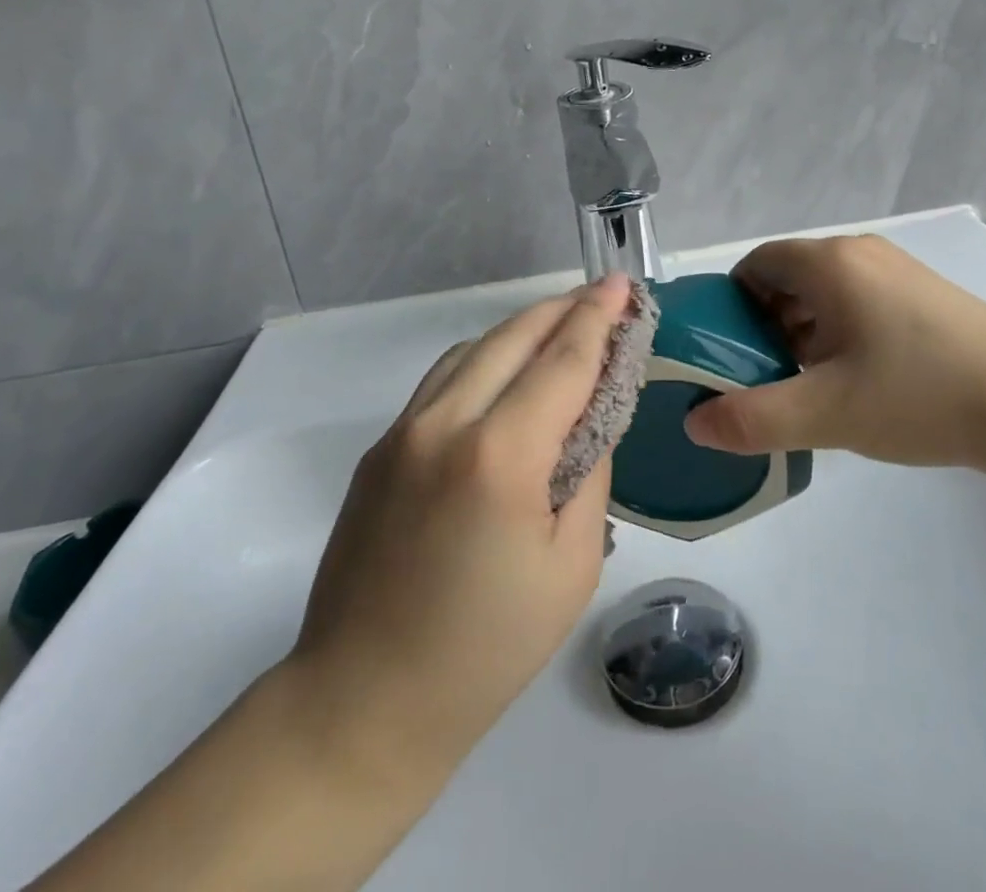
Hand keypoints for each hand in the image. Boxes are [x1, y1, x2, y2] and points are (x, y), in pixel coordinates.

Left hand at [285, 273, 630, 790]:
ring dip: (522, 329)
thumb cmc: (486, 648)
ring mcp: (403, 431)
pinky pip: (443, 380)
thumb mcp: (572, 565)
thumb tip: (590, 417)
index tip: (622, 284)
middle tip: (600, 295)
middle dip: (563, 309)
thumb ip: (589, 474)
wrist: (362, 702)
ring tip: (561, 326)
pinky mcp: (380, 448)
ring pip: (472, 348)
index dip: (597, 318)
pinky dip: (485, 358)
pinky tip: (506, 372)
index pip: (562, 362)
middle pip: (513, 337)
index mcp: (500, 455)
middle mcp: (445, 423)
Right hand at [684, 234, 985, 474]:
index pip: (755, 264)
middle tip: (762, 378)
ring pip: (824, 293)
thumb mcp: (827, 413)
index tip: (725, 353)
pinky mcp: (923, 295)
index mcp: (829, 263)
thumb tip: (695, 423)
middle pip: (788, 278)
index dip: (730, 305)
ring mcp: (896, 271)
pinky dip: (837, 333)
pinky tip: (853, 381)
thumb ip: (753, 419)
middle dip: (764, 325)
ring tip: (805, 386)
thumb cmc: (921, 395)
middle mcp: (860, 253)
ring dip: (801, 332)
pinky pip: (858, 302)